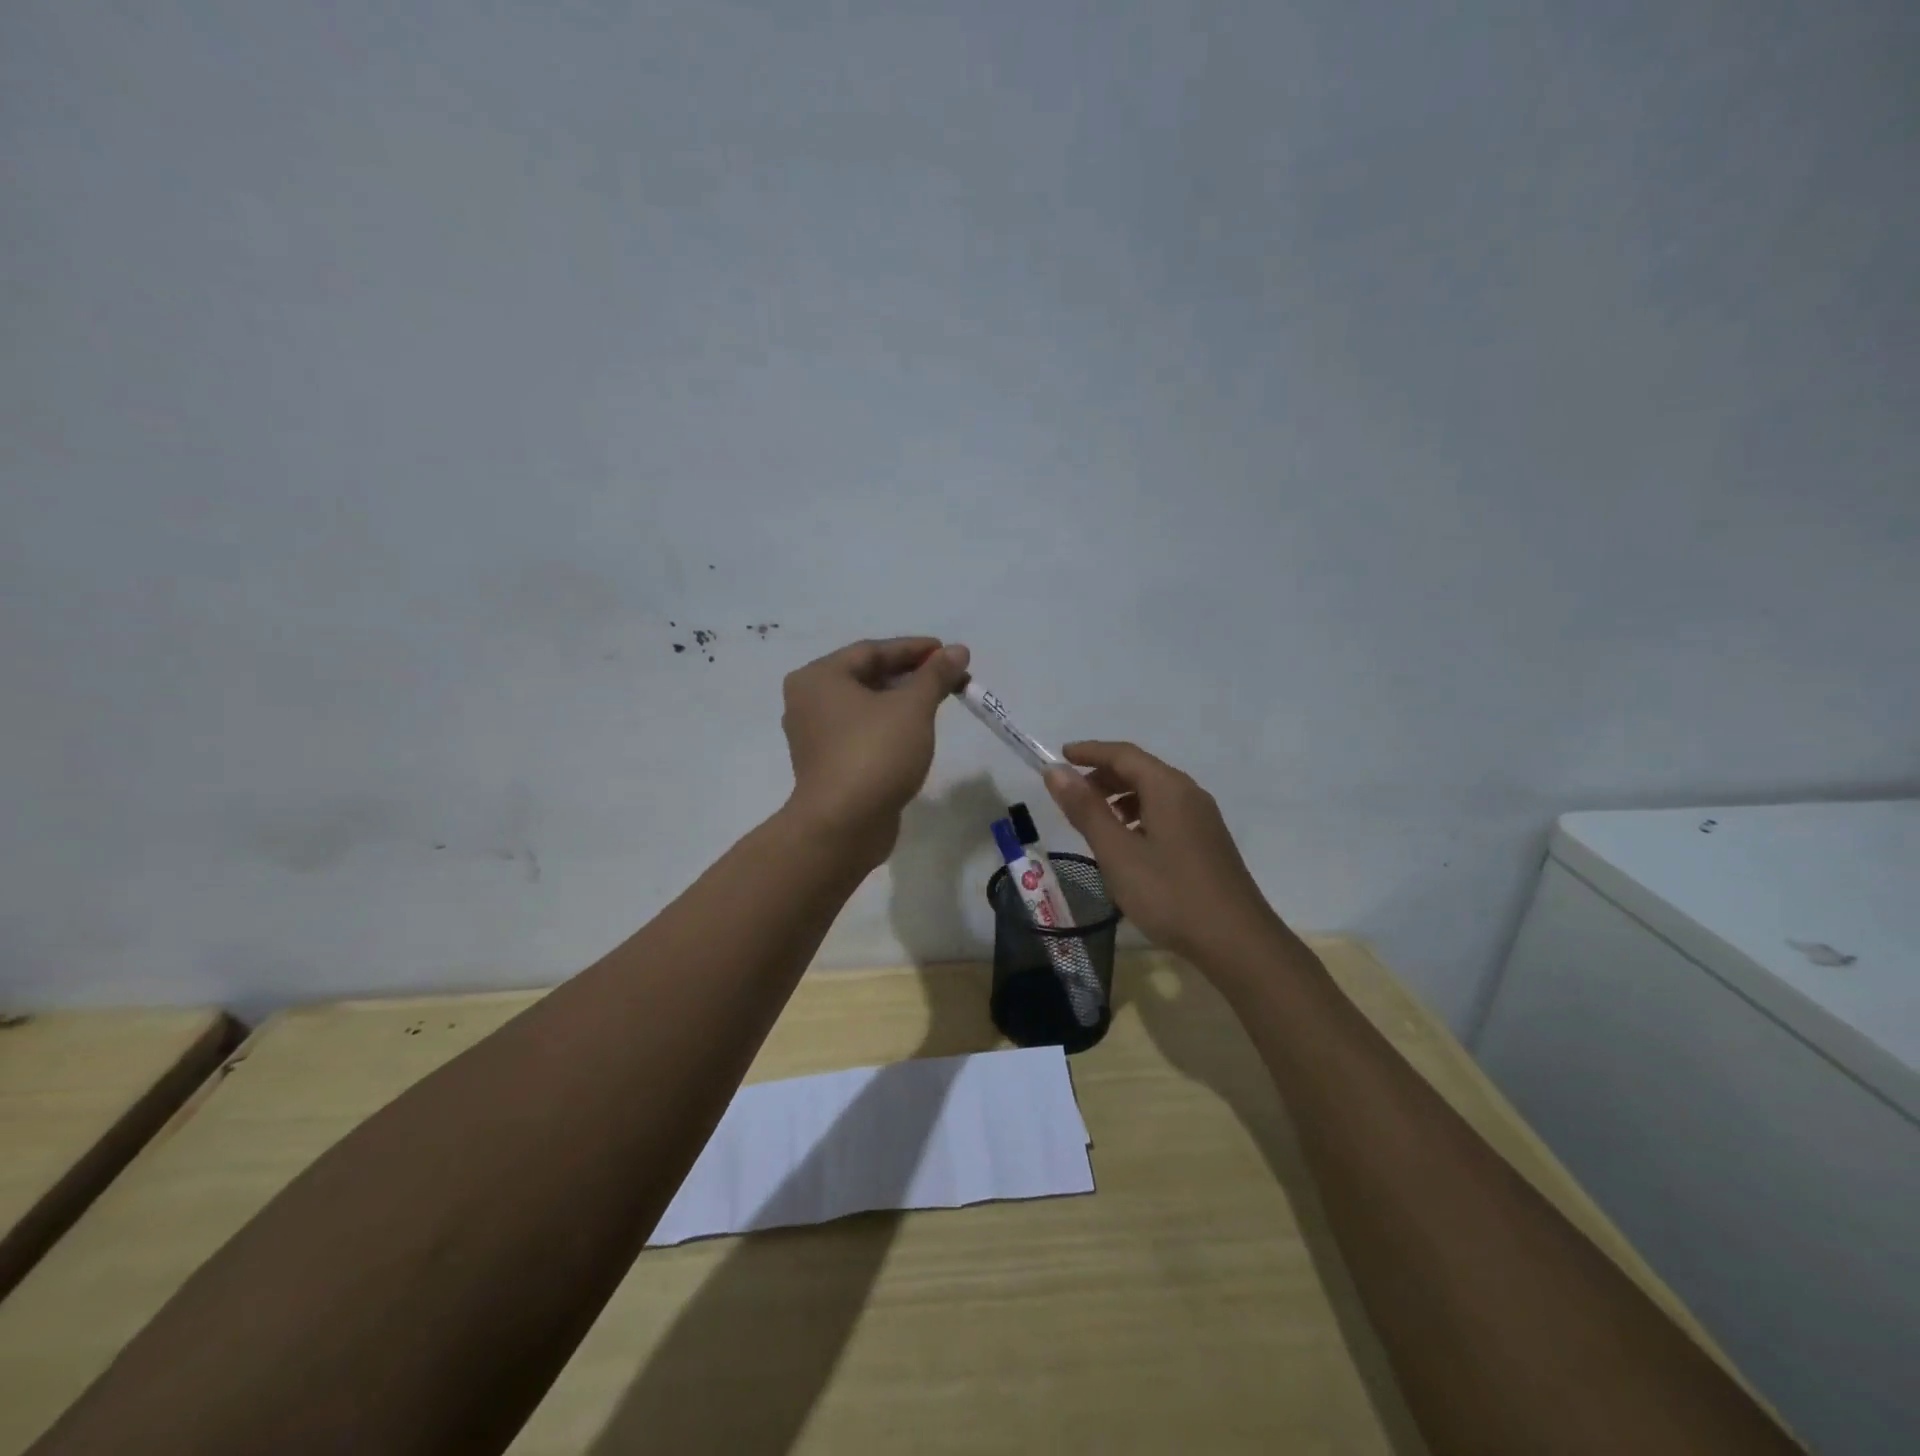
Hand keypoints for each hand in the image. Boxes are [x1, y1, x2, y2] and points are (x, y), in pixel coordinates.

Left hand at [781, 637, 970, 863]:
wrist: (843, 826)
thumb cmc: (875, 753)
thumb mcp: (912, 707)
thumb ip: (935, 675)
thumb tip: (958, 650)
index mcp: (819, 678)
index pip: (872, 651)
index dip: (914, 649)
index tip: (948, 651)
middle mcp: (809, 702)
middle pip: (867, 676)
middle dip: (911, 675)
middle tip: (949, 677)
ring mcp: (815, 736)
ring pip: (866, 707)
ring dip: (902, 701)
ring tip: (939, 701)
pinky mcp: (828, 765)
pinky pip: (862, 732)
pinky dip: (888, 726)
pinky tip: (915, 731)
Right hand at [1045, 741, 1282, 965]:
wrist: (1237, 942)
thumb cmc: (1170, 894)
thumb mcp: (1117, 852)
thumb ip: (1085, 810)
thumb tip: (1056, 771)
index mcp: (1168, 788)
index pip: (1123, 754)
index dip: (1089, 751)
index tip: (1060, 756)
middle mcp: (1189, 794)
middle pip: (1140, 770)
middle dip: (1103, 776)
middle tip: (1071, 794)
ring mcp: (1202, 818)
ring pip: (1154, 792)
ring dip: (1120, 797)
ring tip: (1094, 821)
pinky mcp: (1207, 842)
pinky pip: (1166, 812)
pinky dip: (1139, 815)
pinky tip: (1128, 844)